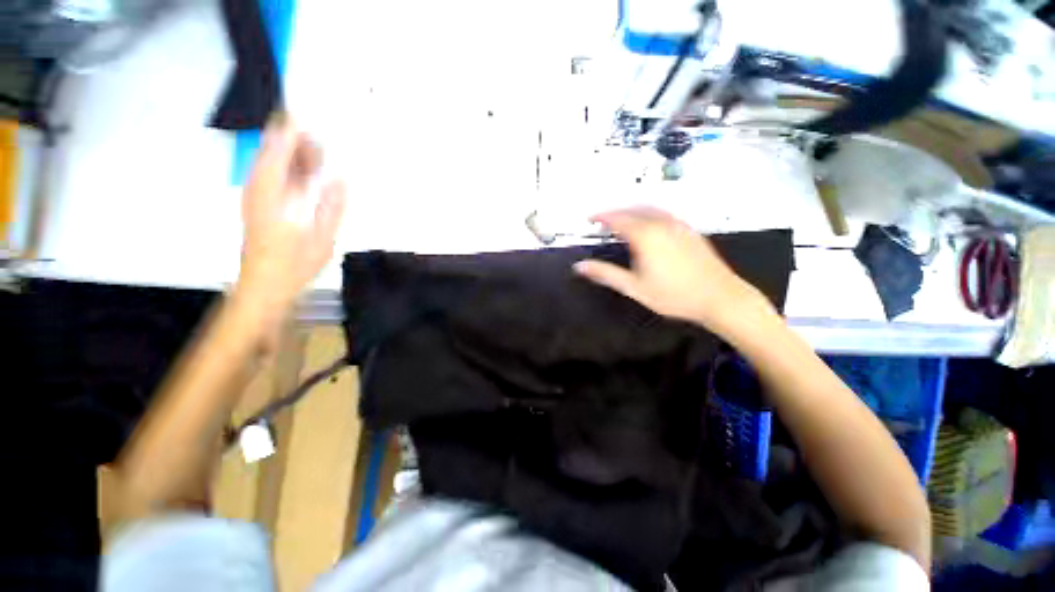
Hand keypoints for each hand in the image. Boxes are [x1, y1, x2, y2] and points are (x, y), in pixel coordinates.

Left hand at [236, 114, 346, 316]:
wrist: (264, 287)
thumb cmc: (293, 265)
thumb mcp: (321, 238)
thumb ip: (332, 207)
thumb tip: (343, 178)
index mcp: (270, 194)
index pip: (278, 152)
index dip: (291, 132)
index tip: (307, 116)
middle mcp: (258, 190)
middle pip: (272, 154)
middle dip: (294, 141)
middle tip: (320, 133)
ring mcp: (257, 198)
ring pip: (272, 166)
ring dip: (293, 154)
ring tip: (318, 148)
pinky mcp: (260, 207)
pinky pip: (273, 178)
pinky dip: (289, 169)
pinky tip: (306, 172)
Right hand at [573, 207, 772, 335]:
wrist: (720, 297)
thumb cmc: (673, 295)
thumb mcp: (634, 287)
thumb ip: (605, 274)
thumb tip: (579, 266)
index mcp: (645, 235)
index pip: (617, 218)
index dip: (601, 216)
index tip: (590, 218)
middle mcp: (661, 223)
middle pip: (633, 210)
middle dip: (615, 212)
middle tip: (602, 220)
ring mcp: (678, 225)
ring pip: (649, 208)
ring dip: (632, 210)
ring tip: (621, 220)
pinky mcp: (689, 230)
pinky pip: (663, 213)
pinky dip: (648, 213)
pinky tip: (648, 224)